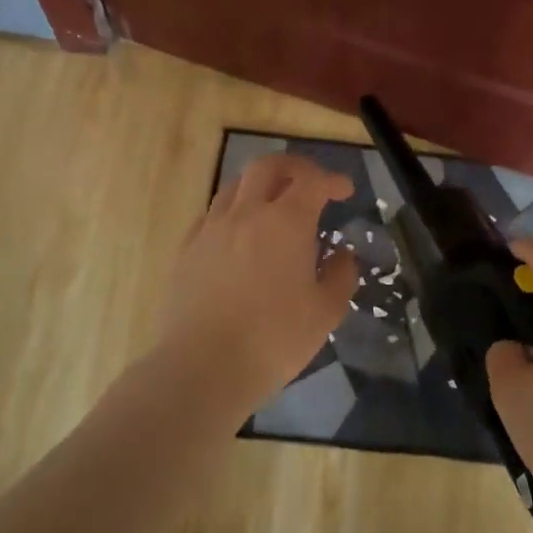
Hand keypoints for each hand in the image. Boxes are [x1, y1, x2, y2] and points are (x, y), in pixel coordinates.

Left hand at [153, 153, 358, 410]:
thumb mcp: (325, 313)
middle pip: (268, 166)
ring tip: (273, 205)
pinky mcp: (187, 250)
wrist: (203, 366)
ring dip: (260, 185)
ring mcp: (212, 229)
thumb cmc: (274, 339)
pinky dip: (232, 211)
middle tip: (310, 183)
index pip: (313, 182)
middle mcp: (247, 213)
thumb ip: (340, 277)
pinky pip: (212, 214)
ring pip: (235, 186)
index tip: (345, 191)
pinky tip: (238, 234)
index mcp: (286, 222)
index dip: (332, 180)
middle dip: (294, 167)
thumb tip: (342, 256)